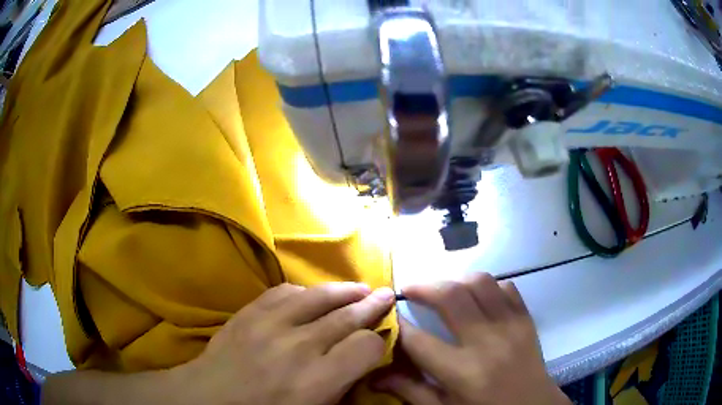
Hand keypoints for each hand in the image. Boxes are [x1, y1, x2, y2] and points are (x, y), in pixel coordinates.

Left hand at [174, 282, 394, 404]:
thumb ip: (341, 389)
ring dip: (343, 291)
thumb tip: (361, 366)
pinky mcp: (249, 312)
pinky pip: (283, 291)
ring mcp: (269, 324)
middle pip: (347, 316)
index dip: (378, 342)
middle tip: (387, 294)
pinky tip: (312, 295)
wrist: (209, 398)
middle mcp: (298, 346)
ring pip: (318, 296)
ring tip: (359, 288)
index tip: (379, 341)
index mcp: (316, 380)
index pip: (365, 347)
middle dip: (372, 305)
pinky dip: (304, 292)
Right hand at [373, 274, 569, 404]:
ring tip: (443, 291)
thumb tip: (375, 374)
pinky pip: (506, 287)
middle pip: (450, 296)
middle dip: (423, 287)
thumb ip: (410, 389)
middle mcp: (487, 342)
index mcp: (462, 372)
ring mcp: (511, 326)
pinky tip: (478, 299)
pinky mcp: (526, 318)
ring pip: (480, 282)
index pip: (418, 340)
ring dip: (455, 281)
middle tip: (410, 289)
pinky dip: (487, 286)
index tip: (388, 315)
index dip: (397, 324)